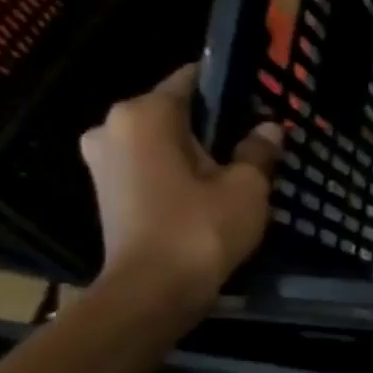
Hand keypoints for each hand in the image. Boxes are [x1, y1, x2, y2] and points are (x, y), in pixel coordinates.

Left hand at [79, 64, 283, 300]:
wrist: (153, 292)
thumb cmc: (200, 228)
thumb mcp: (247, 187)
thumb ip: (258, 151)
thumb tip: (269, 129)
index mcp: (144, 115)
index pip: (191, 80)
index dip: (229, 87)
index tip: (261, 99)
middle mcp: (112, 127)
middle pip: (175, 112)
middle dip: (214, 124)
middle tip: (256, 139)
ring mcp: (103, 161)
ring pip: (162, 141)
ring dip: (196, 151)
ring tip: (238, 167)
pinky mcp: (108, 191)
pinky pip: (150, 165)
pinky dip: (178, 171)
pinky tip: (211, 189)